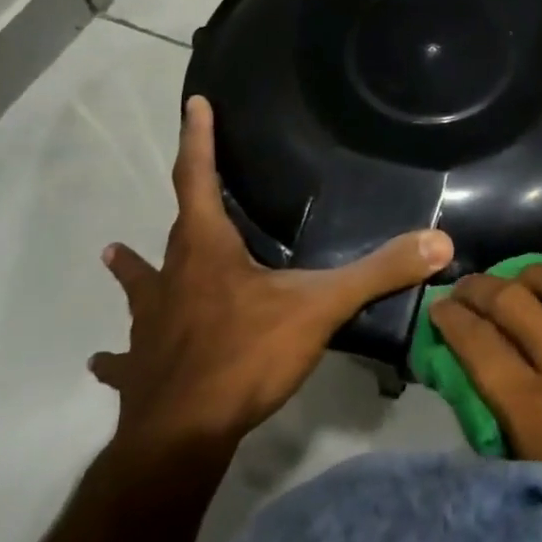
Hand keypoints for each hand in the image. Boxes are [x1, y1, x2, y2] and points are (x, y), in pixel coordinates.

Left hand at [93, 95, 452, 453]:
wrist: (182, 438)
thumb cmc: (246, 357)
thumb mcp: (322, 307)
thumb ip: (379, 272)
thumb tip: (439, 241)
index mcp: (207, 251)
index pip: (197, 179)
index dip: (197, 139)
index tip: (193, 103)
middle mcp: (173, 278)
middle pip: (176, 230)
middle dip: (186, 202)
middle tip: (193, 185)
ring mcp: (150, 325)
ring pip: (140, 287)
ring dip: (132, 270)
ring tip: (111, 254)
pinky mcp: (140, 369)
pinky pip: (125, 355)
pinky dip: (119, 353)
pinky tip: (103, 360)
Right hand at [429, 264, 541, 541]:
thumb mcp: (534, 479)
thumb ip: (498, 423)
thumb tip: (470, 373)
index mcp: (535, 411)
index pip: (478, 342)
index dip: (450, 318)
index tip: (439, 308)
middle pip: (512, 300)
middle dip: (479, 287)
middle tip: (468, 288)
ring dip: (532, 276)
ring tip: (521, 284)